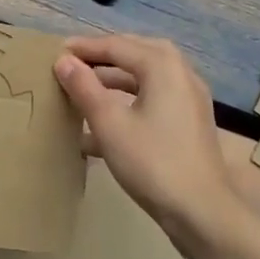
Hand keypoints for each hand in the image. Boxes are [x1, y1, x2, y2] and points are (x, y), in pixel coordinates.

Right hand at [55, 35, 236, 241]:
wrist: (202, 212)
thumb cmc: (152, 162)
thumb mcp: (110, 124)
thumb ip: (84, 88)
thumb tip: (64, 61)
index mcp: (162, 65)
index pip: (116, 45)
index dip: (85, 48)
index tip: (56, 51)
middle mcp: (180, 72)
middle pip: (134, 54)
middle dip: (102, 58)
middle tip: (73, 62)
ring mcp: (189, 97)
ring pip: (145, 77)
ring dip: (114, 81)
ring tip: (83, 90)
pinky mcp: (190, 121)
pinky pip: (154, 98)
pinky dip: (129, 102)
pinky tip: (102, 126)